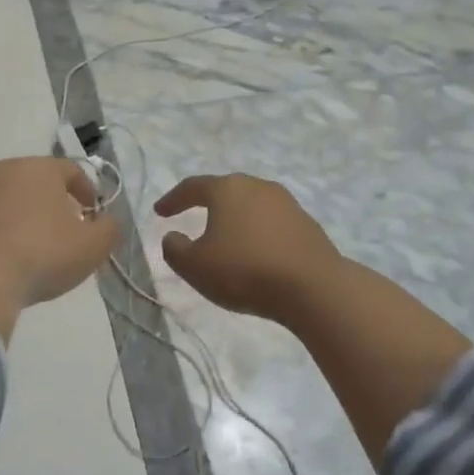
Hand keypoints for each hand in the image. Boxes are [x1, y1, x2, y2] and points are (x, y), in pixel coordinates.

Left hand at [0, 158, 117, 339]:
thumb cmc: (40, 255)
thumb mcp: (91, 247)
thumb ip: (108, 229)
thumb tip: (107, 221)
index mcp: (39, 169)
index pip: (71, 170)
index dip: (86, 191)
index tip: (92, 214)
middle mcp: (1, 170)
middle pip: (33, 181)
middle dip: (49, 202)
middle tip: (59, 231)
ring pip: (1, 199)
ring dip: (16, 216)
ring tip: (24, 249)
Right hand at [154, 174, 343, 324]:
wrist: (313, 287)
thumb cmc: (244, 271)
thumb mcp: (195, 266)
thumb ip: (175, 250)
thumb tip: (172, 236)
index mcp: (228, 189)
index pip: (193, 187)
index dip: (173, 199)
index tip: (160, 212)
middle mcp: (258, 187)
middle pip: (226, 190)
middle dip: (207, 203)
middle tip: (192, 215)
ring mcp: (287, 204)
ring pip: (251, 205)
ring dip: (235, 218)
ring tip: (225, 237)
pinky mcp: (307, 225)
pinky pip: (272, 223)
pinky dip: (257, 233)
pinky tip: (255, 252)